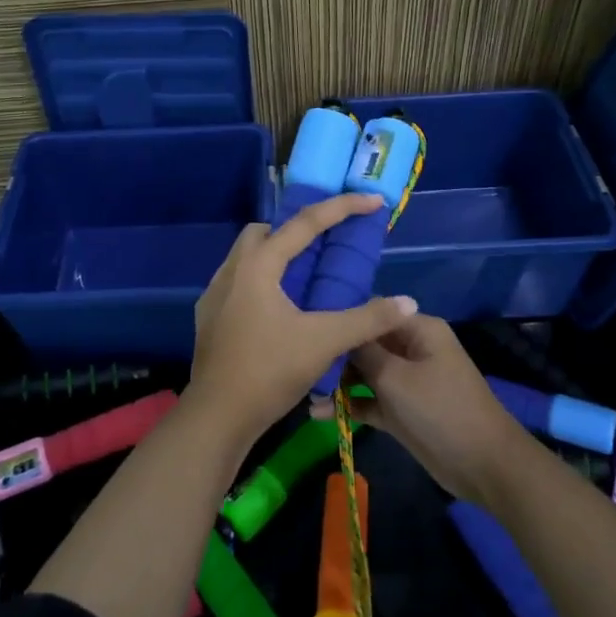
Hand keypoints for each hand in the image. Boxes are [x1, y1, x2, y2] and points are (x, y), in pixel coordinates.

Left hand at [190, 193, 417, 444]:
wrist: (216, 416)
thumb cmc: (269, 371)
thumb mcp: (324, 342)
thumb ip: (367, 319)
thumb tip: (407, 302)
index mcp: (258, 265)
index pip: (306, 223)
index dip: (343, 207)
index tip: (373, 200)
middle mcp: (232, 270)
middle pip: (265, 231)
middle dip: (296, 229)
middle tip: (326, 245)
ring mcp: (214, 294)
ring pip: (247, 257)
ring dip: (275, 256)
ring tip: (305, 278)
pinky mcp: (208, 317)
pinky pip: (238, 283)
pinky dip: (261, 282)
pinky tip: (278, 309)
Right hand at [315, 315, 521, 503]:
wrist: (483, 465)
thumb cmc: (440, 410)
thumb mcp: (395, 377)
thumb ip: (363, 352)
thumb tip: (340, 331)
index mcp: (417, 329)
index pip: (374, 313)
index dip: (344, 319)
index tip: (310, 328)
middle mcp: (411, 349)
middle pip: (366, 343)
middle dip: (336, 355)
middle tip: (302, 366)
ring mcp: (407, 381)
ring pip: (365, 374)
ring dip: (339, 384)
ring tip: (306, 393)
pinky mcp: (402, 410)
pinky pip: (370, 401)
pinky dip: (349, 405)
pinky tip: (319, 413)